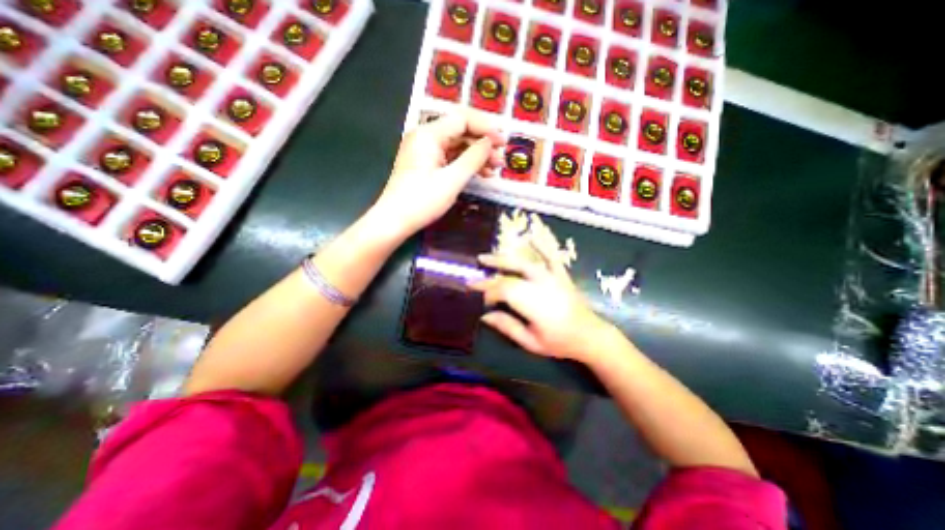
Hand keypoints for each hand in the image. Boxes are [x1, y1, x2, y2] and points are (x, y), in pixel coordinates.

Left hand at [373, 111, 504, 238]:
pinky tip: (479, 174)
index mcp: (429, 134)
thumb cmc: (422, 201)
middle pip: (460, 131)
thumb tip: (489, 142)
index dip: (486, 127)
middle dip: (483, 143)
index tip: (504, 142)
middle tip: (501, 158)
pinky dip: (464, 164)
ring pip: (456, 146)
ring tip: (494, 169)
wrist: (394, 221)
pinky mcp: (424, 164)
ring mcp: (424, 151)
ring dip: (476, 156)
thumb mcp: (452, 180)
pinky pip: (449, 158)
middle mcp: (425, 137)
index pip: (462, 119)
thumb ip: (473, 158)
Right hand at [470, 251, 613, 361]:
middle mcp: (540, 285)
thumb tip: (485, 316)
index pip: (503, 291)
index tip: (478, 296)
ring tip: (486, 257)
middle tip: (474, 275)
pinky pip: (550, 257)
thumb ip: (508, 326)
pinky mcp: (560, 275)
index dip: (487, 292)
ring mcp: (551, 277)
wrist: (590, 336)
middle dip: (489, 276)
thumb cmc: (559, 342)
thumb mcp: (531, 342)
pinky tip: (531, 237)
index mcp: (533, 303)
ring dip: (503, 258)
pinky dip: (540, 246)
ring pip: (523, 263)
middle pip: (509, 276)